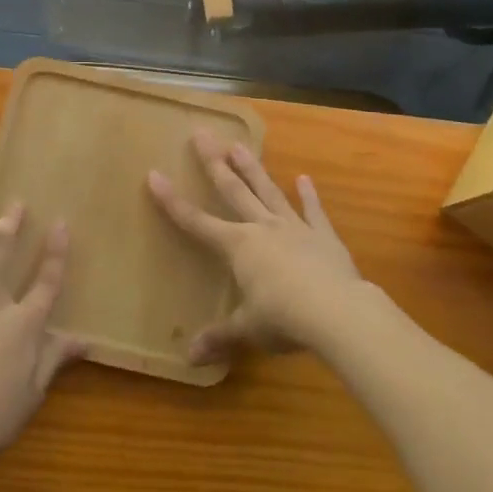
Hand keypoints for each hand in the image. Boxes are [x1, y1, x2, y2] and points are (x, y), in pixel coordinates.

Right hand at [147, 130, 366, 363]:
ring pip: (268, 191)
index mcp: (238, 247)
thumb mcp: (248, 330)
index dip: (173, 201)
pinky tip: (305, 178)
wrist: (337, 311)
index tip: (154, 174)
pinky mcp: (323, 236)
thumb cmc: (284, 319)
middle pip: (233, 190)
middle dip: (214, 162)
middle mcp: (262, 228)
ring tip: (239, 145)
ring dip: (253, 169)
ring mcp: (294, 228)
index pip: (197, 222)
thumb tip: (189, 358)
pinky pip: (314, 211)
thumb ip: (220, 338)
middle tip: (202, 133)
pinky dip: (310, 195)